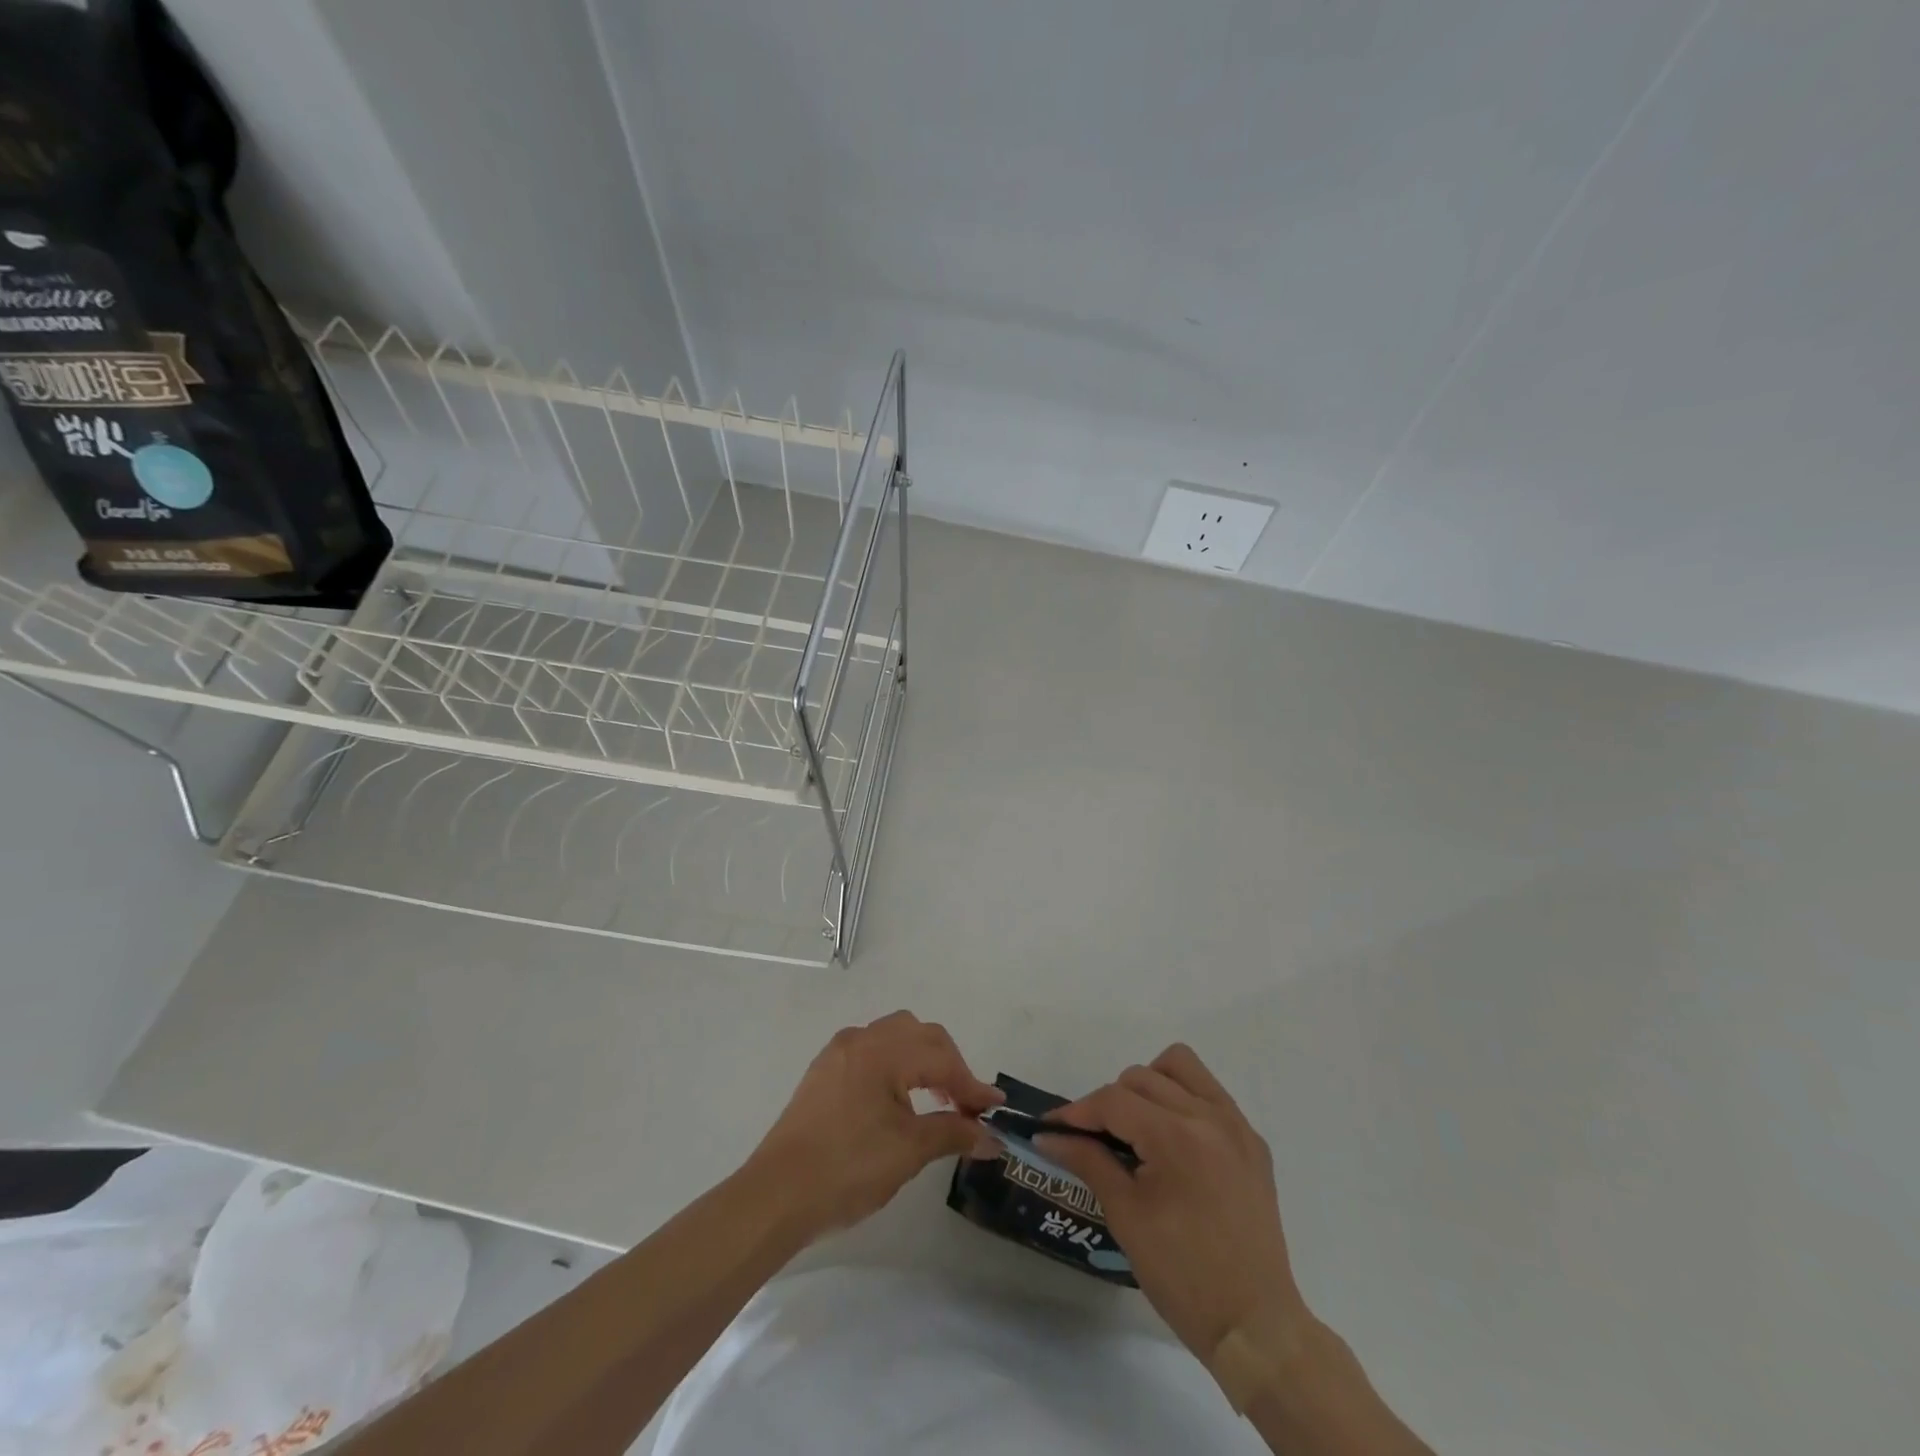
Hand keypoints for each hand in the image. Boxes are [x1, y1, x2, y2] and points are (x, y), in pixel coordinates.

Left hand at [747, 1011, 1002, 1241]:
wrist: (776, 1195)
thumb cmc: (847, 1169)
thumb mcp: (908, 1151)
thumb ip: (953, 1133)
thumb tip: (992, 1138)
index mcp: (883, 1051)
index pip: (941, 1058)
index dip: (971, 1085)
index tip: (995, 1110)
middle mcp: (861, 1039)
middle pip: (920, 1035)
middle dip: (949, 1065)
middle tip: (966, 1104)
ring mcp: (839, 1052)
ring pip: (895, 1037)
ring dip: (923, 1060)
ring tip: (937, 1099)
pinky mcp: (825, 1070)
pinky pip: (872, 1050)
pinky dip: (897, 1065)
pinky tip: (900, 1098)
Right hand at [1037, 1045, 1308, 1359]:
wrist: (1255, 1327)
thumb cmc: (1182, 1276)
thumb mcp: (1125, 1216)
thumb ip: (1088, 1161)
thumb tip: (1049, 1135)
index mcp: (1177, 1137)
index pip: (1114, 1100)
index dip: (1076, 1112)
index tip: (1051, 1128)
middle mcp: (1210, 1117)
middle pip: (1142, 1077)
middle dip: (1110, 1102)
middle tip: (1094, 1140)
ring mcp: (1237, 1126)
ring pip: (1181, 1066)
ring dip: (1150, 1085)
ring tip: (1139, 1128)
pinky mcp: (1253, 1142)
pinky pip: (1210, 1094)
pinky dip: (1183, 1101)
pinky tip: (1173, 1143)